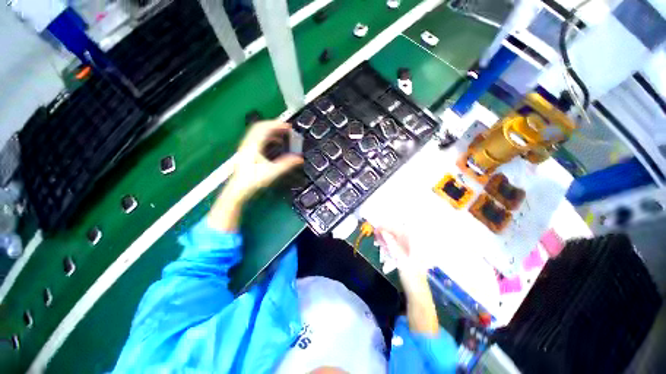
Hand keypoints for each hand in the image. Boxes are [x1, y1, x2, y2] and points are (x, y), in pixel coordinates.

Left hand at [224, 120, 302, 202]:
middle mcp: (248, 143)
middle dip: (274, 125)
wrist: (238, 190)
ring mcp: (246, 147)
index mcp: (253, 145)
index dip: (277, 124)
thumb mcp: (272, 172)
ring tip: (282, 134)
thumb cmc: (252, 180)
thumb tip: (299, 159)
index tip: (288, 126)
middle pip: (260, 127)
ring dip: (271, 131)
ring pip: (258, 132)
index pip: (265, 128)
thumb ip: (287, 164)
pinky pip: (257, 138)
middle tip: (286, 128)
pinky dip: (267, 137)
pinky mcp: (246, 152)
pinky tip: (274, 143)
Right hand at [375, 225, 438, 333]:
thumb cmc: (410, 276)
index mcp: (414, 244)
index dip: (388, 227)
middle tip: (375, 232)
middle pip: (398, 234)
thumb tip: (383, 231)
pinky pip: (396, 246)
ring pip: (396, 240)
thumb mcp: (400, 258)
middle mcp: (413, 245)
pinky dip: (389, 244)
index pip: (400, 229)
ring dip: (386, 238)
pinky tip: (382, 244)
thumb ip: (391, 244)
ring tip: (376, 237)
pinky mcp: (406, 257)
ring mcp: (409, 251)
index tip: (377, 227)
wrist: (417, 293)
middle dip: (386, 231)